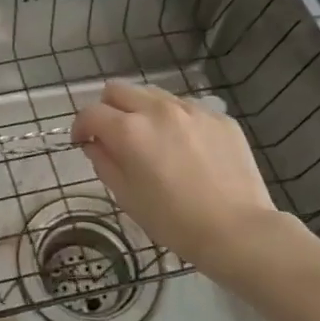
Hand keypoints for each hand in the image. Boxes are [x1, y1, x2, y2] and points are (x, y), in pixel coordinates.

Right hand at [71, 81, 309, 271]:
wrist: (239, 231)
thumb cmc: (174, 221)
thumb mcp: (127, 197)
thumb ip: (104, 162)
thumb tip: (96, 144)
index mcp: (129, 130)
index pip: (90, 112)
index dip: (81, 127)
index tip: (83, 143)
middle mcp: (157, 110)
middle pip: (118, 90)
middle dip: (107, 109)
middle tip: (113, 135)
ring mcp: (191, 110)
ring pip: (152, 94)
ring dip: (141, 110)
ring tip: (152, 140)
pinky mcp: (219, 117)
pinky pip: (186, 108)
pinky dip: (175, 120)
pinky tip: (186, 148)